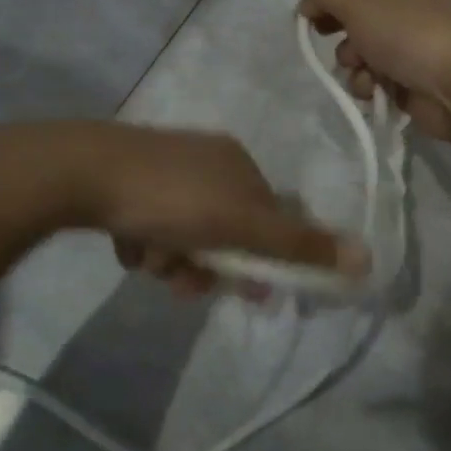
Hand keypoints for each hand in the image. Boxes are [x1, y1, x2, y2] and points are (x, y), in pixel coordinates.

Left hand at [0, 121, 366, 295]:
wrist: (83, 173)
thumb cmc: (170, 198)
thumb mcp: (240, 225)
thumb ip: (298, 245)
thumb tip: (367, 258)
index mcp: (237, 163)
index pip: (268, 218)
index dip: (261, 259)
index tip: (247, 291)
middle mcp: (205, 160)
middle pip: (223, 231)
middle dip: (206, 264)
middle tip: (183, 281)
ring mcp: (163, 168)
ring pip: (184, 234)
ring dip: (172, 260)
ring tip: (148, 259)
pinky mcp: (126, 182)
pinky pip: (151, 225)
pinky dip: (144, 243)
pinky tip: (127, 242)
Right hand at [297, 0, 450, 141]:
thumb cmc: (408, 34)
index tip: (308, 13)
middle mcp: (401, 9)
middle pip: (350, 16)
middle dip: (335, 31)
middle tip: (327, 37)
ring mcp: (407, 46)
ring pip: (358, 52)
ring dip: (351, 64)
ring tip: (364, 70)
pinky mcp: (408, 80)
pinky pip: (372, 79)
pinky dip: (368, 85)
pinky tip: (375, 90)